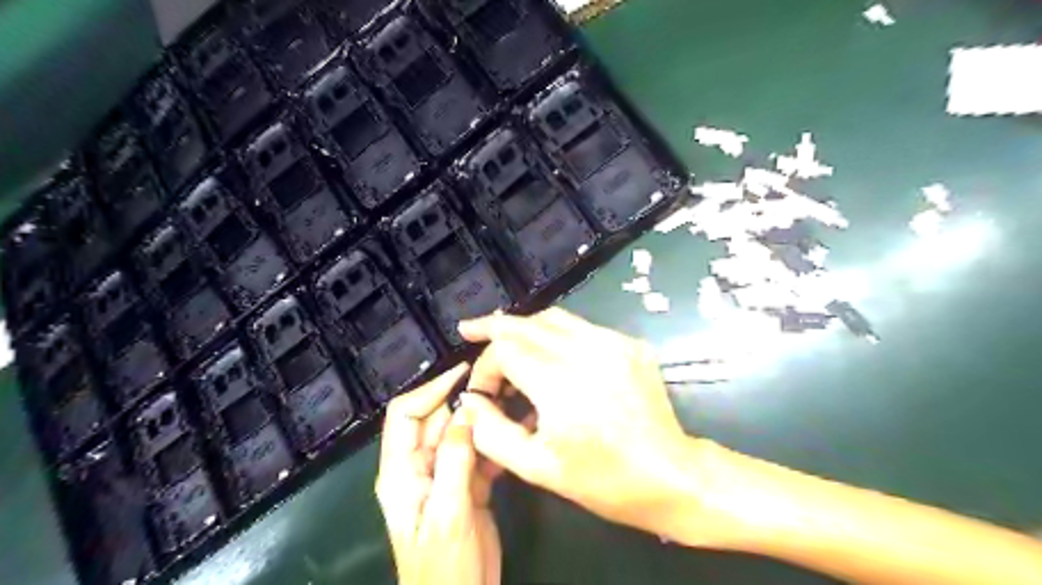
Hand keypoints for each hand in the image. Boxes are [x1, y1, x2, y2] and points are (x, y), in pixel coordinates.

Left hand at [378, 362, 501, 583]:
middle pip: (436, 420)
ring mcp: (444, 475)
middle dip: (463, 402)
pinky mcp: (466, 485)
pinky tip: (515, 430)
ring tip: (511, 401)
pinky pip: (477, 453)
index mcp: (402, 472)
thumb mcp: (449, 514)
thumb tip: (466, 413)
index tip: (464, 374)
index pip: (405, 415)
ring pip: (459, 434)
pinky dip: (493, 441)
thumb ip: (455, 462)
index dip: (431, 390)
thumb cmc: (445, 569)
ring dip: (481, 419)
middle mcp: (419, 467)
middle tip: (498, 384)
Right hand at [456, 311, 725, 544]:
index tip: (483, 393)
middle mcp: (587, 352)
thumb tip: (471, 401)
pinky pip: (581, 327)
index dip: (485, 366)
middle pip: (527, 324)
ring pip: (554, 317)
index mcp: (561, 384)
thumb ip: (491, 433)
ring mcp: (613, 343)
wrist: (671, 475)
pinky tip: (547, 351)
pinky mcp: (629, 344)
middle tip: (470, 329)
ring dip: (524, 327)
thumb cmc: (603, 480)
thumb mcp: (536, 467)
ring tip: (503, 337)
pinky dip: (555, 333)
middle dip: (494, 328)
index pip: (505, 349)